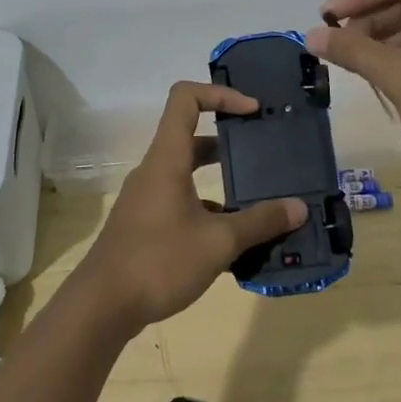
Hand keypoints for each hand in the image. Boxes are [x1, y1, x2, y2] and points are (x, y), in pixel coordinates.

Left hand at [70, 83, 304, 333]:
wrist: (101, 307)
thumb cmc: (158, 261)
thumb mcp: (218, 243)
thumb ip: (260, 222)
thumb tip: (299, 208)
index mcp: (167, 159)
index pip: (186, 99)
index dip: (220, 94)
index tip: (252, 111)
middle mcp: (155, 170)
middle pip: (192, 137)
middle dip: (230, 141)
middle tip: (264, 152)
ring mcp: (147, 198)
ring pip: (188, 174)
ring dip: (222, 181)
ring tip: (259, 200)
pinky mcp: (145, 224)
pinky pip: (182, 202)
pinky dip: (209, 210)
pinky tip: (233, 240)